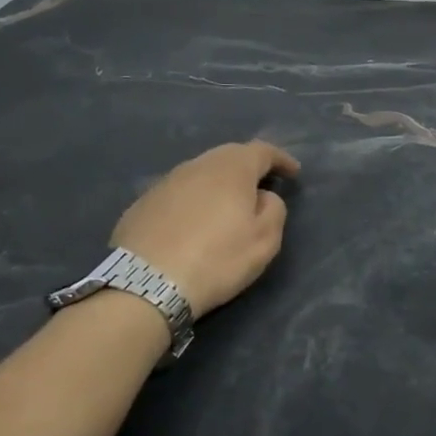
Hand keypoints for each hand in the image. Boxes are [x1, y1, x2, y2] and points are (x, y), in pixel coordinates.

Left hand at [110, 141, 299, 317]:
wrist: (146, 284)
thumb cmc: (217, 259)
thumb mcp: (264, 240)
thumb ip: (273, 209)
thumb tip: (262, 196)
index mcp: (231, 169)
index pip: (262, 151)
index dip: (281, 159)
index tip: (293, 173)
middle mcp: (197, 166)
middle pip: (229, 156)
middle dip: (249, 167)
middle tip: (262, 186)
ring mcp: (165, 183)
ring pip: (201, 173)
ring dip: (219, 184)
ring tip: (228, 205)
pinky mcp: (142, 204)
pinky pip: (179, 193)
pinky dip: (194, 200)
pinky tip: (195, 223)